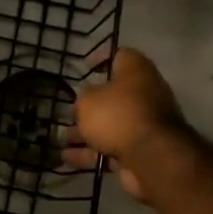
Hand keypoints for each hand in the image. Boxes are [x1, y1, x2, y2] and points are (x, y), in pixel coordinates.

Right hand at [67, 48, 187, 200]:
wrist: (151, 157)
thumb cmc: (118, 115)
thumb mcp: (89, 100)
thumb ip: (84, 97)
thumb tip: (87, 100)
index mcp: (137, 72)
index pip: (121, 55)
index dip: (102, 58)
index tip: (85, 66)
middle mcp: (144, 94)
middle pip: (114, 95)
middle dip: (90, 104)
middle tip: (68, 110)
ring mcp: (144, 124)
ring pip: (110, 124)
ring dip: (86, 131)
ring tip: (62, 137)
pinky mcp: (140, 149)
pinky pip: (111, 147)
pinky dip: (91, 152)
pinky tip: (68, 158)